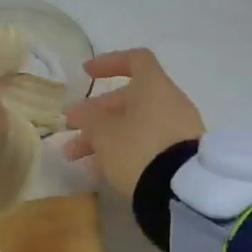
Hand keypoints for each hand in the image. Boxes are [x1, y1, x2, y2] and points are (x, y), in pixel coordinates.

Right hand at [62, 48, 204, 199]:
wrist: (181, 191)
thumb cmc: (138, 149)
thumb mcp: (104, 133)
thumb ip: (88, 118)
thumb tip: (80, 111)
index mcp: (154, 87)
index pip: (135, 60)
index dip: (109, 63)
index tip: (86, 73)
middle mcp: (169, 103)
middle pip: (128, 100)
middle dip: (95, 115)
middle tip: (70, 129)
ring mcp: (177, 130)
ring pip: (133, 126)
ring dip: (103, 138)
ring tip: (76, 158)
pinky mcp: (179, 155)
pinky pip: (145, 145)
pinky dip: (122, 152)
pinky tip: (99, 172)